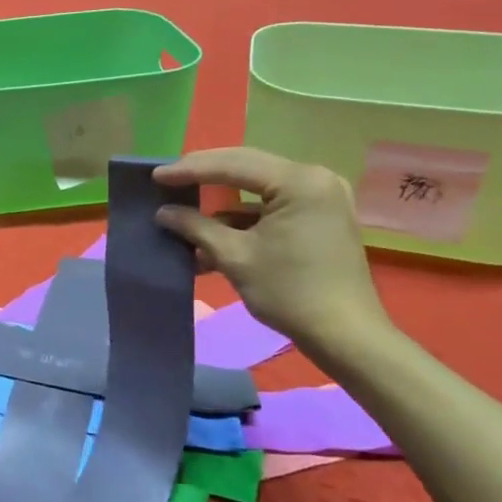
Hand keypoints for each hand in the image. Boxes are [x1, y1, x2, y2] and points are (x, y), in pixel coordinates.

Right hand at [153, 146, 390, 352]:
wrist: (346, 336)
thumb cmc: (290, 292)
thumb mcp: (234, 257)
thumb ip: (196, 227)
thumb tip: (163, 213)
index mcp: (299, 182)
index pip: (233, 165)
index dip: (189, 169)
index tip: (156, 176)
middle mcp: (315, 179)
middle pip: (246, 167)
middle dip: (204, 176)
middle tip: (167, 180)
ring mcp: (320, 197)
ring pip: (256, 188)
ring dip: (221, 203)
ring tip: (184, 211)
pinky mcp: (319, 217)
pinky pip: (271, 205)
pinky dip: (242, 219)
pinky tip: (212, 236)